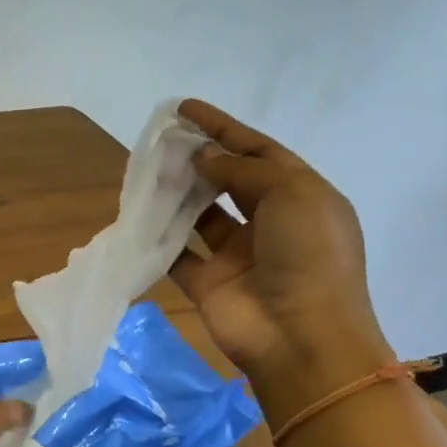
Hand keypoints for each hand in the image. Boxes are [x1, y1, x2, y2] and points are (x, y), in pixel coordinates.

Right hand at [169, 100, 392, 397]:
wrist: (301, 338)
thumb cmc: (309, 256)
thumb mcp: (291, 194)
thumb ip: (243, 170)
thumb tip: (204, 156)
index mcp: (301, 198)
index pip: (259, 152)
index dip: (223, 128)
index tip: (185, 109)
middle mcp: (270, 224)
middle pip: (228, 181)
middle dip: (198, 158)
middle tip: (161, 141)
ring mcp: (238, 255)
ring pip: (201, 216)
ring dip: (177, 194)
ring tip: (147, 171)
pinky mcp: (209, 283)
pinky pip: (178, 254)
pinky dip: (159, 237)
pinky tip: (138, 216)